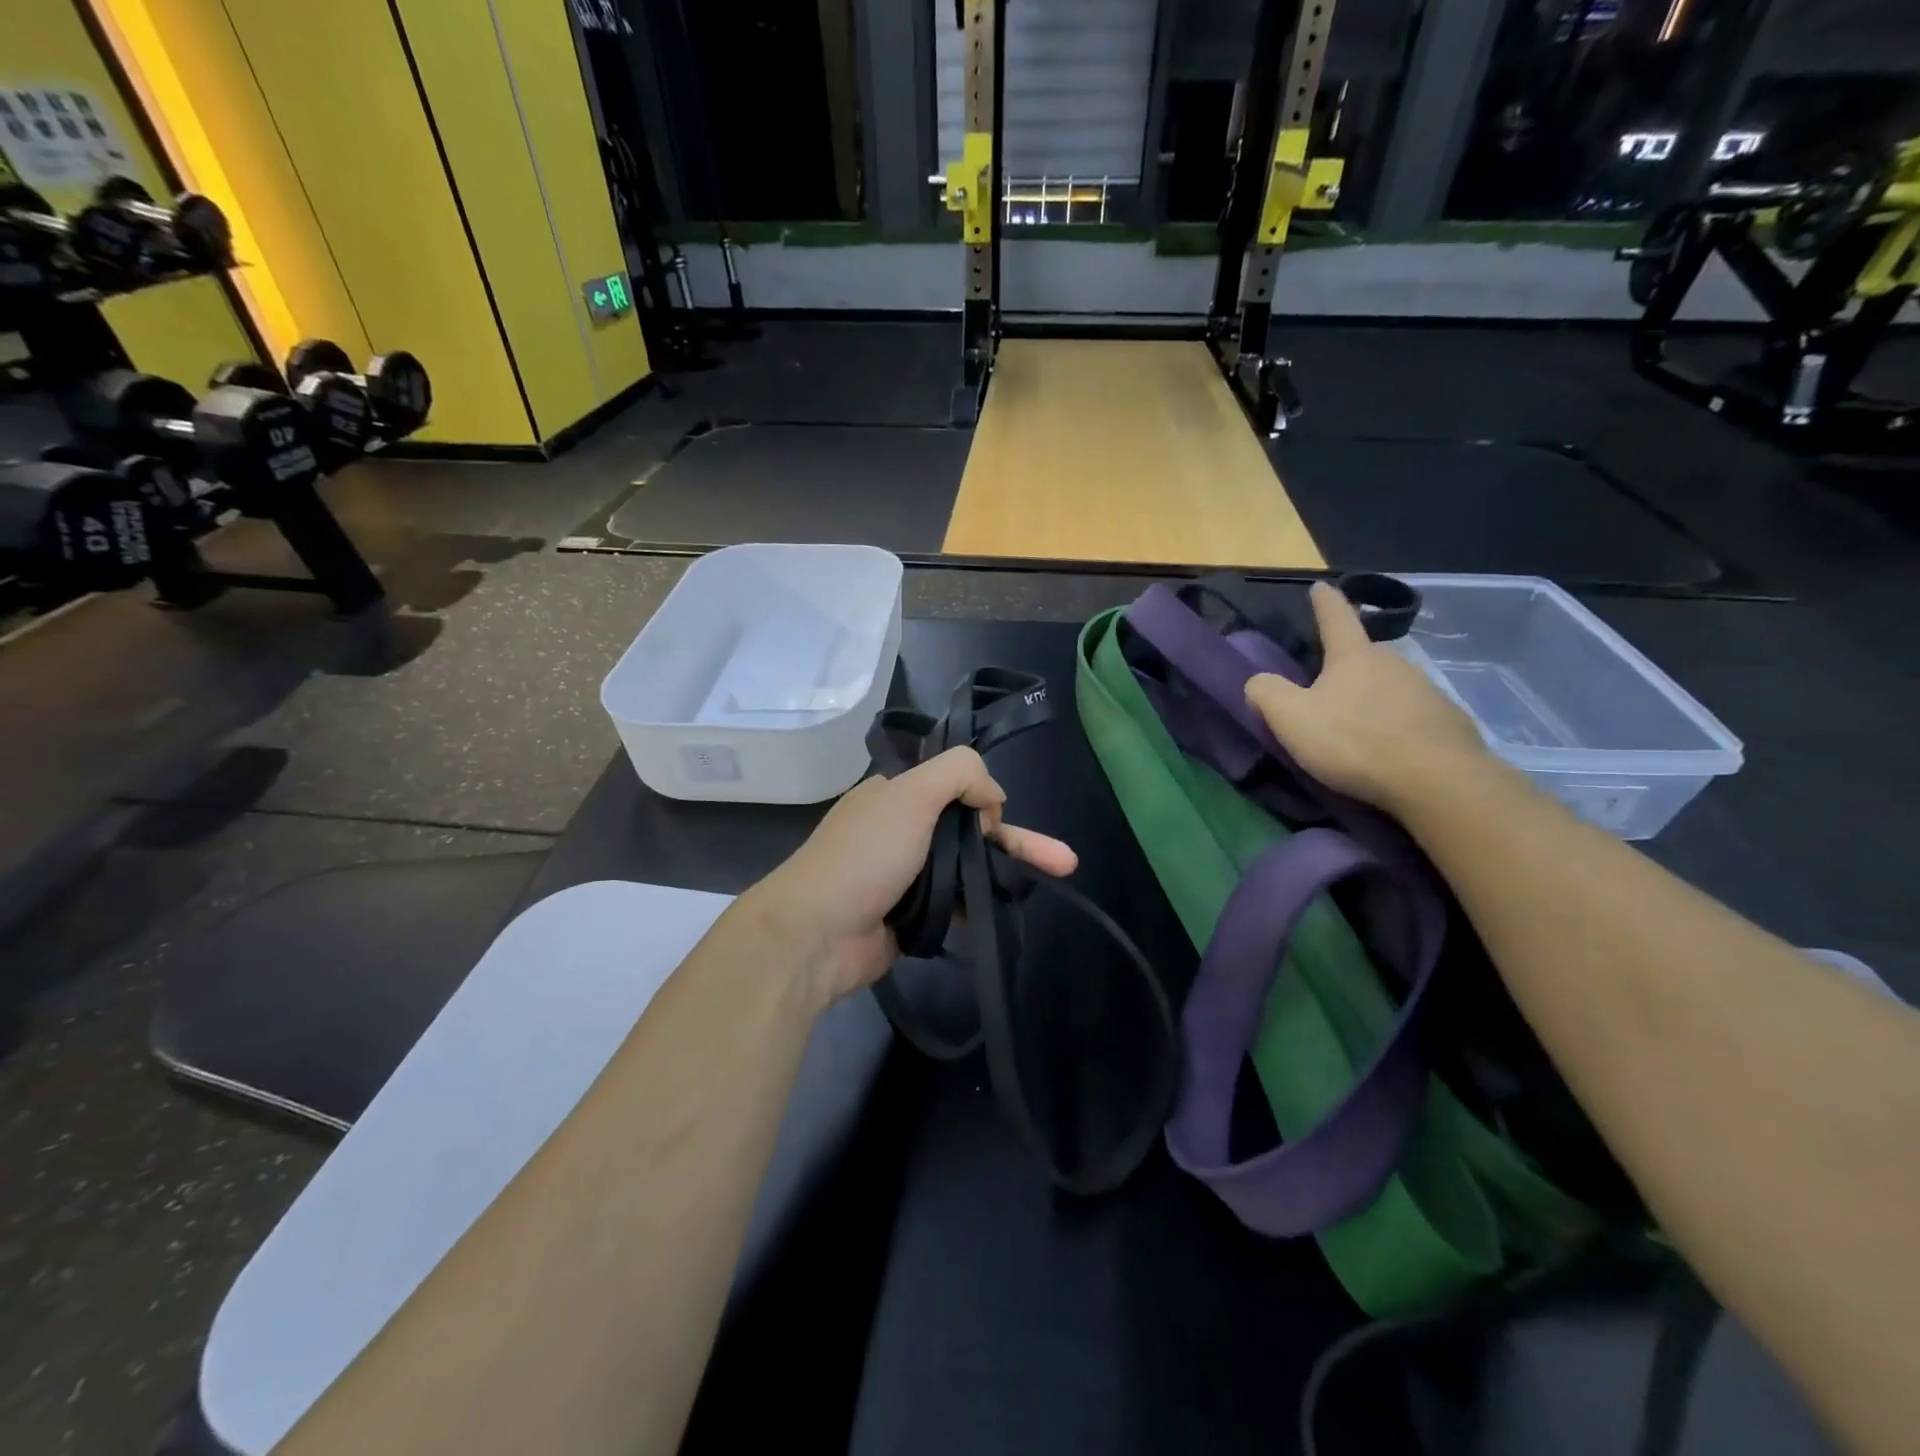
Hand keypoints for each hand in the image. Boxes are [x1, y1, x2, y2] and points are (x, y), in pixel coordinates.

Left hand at [741, 746, 1077, 1005]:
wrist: (815, 935)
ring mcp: (905, 876)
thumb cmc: (864, 856)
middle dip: (1018, 842)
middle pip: (970, 831)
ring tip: (1049, 886)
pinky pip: (956, 906)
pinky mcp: (911, 916)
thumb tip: (993, 799)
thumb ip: (958, 774)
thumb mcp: (910, 794)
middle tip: (1064, 862)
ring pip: (967, 869)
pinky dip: (980, 909)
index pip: (955, 787)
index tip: (997, 821)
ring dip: (1005, 876)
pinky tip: (1006, 916)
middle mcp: (901, 830)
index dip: (985, 800)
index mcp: (896, 795)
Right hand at [1245, 582, 1490, 812]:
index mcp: (1353, 657)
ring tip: (1358, 728)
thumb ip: (1267, 693)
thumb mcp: (1291, 718)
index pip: (1335, 618)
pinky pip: (1414, 717)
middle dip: (1346, 667)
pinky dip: (1399, 727)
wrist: (1435, 780)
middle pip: (1364, 657)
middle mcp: (1394, 663)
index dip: (1324, 602)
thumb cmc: (1353, 741)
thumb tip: (1257, 682)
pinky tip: (1391, 750)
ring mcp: (1427, 691)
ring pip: (1390, 688)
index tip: (1320, 586)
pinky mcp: (1449, 723)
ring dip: (1373, 699)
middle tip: (1327, 689)